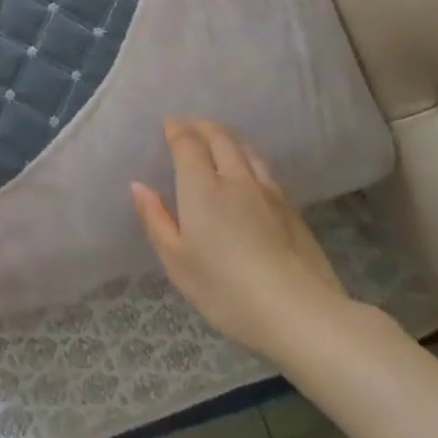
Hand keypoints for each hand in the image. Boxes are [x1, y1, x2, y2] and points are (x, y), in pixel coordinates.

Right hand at [131, 118, 350, 362]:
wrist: (299, 313)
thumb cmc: (225, 288)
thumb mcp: (176, 260)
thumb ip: (155, 219)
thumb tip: (138, 185)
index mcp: (202, 187)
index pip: (188, 143)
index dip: (177, 129)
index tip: (168, 124)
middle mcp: (236, 179)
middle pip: (221, 139)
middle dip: (203, 127)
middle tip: (191, 126)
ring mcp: (269, 193)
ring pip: (248, 152)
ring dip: (229, 140)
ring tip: (220, 143)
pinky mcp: (293, 211)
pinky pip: (266, 172)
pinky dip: (250, 161)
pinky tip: (250, 176)